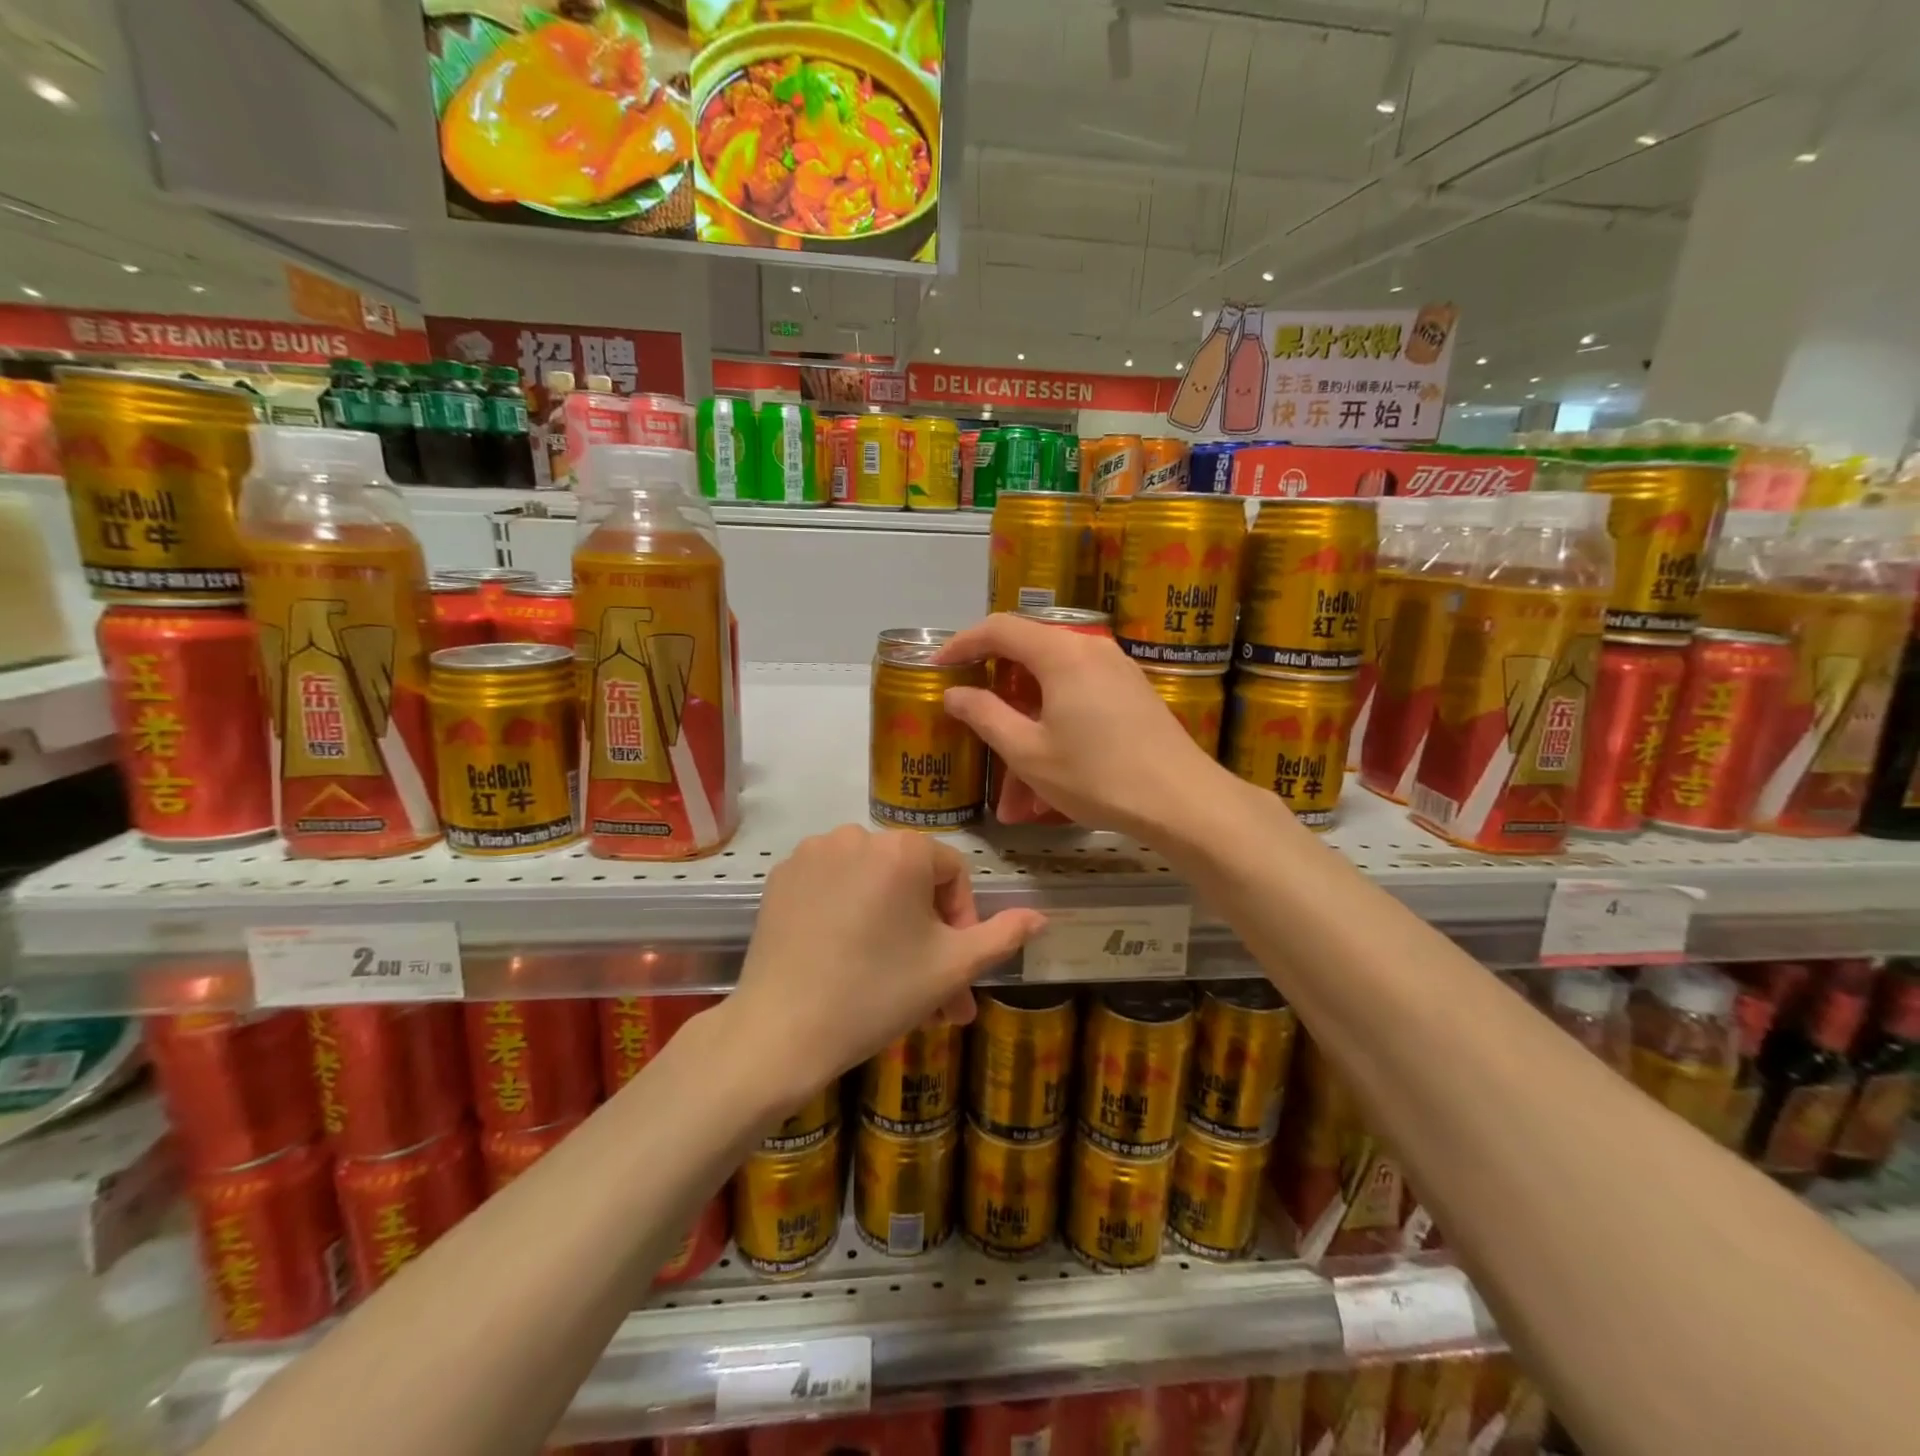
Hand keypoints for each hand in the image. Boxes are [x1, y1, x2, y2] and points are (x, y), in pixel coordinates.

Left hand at [727, 825, 1045, 1108]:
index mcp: (904, 849)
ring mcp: (813, 852)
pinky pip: (832, 885)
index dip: (962, 922)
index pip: (953, 873)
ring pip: (871, 883)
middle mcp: (858, 834)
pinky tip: (844, 956)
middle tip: (928, 989)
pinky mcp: (782, 875)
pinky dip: (847, 913)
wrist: (781, 1031)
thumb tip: (1041, 917)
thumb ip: (1002, 936)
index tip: (954, 972)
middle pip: (910, 880)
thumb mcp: (952, 967)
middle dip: (926, 933)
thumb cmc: (878, 994)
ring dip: (888, 923)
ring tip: (887, 978)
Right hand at [935, 612, 1236, 838]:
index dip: (962, 644)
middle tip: (972, 721)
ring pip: (1054, 687)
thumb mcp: (1029, 752)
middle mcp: (1090, 648)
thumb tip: (955, 692)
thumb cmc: (1098, 776)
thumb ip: (985, 715)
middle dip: (996, 692)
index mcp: (1061, 653)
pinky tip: (1050, 776)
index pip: (999, 629)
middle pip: (1028, 655)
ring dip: (1027, 725)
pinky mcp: (1133, 693)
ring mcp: (1117, 669)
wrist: (1183, 801)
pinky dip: (1055, 727)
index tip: (938, 667)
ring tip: (1014, 786)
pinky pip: (1080, 698)